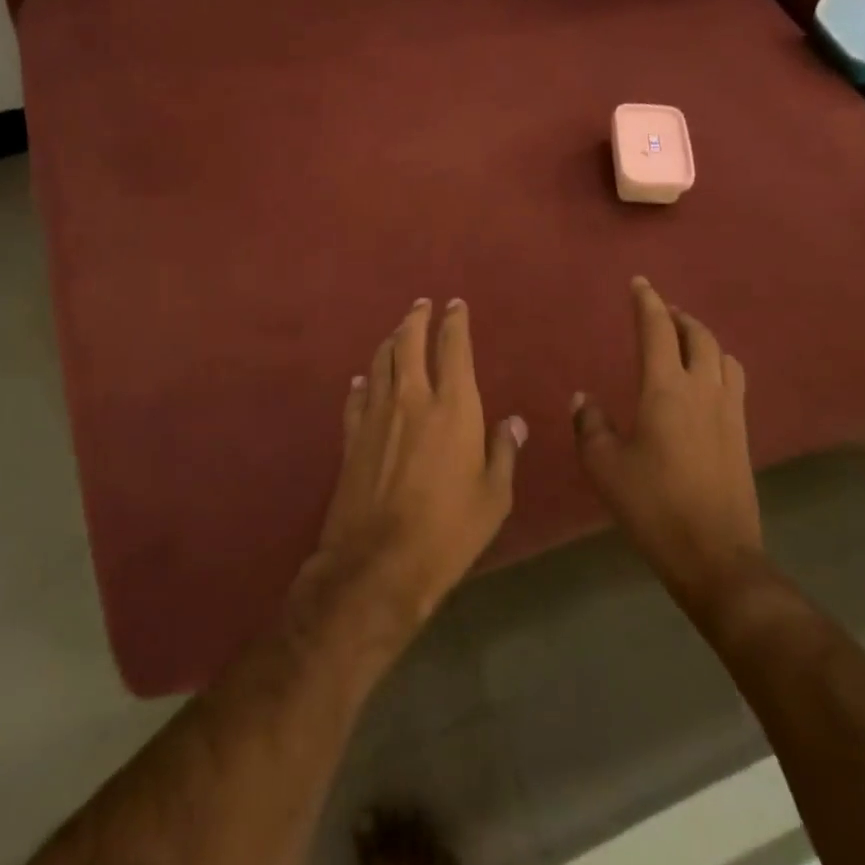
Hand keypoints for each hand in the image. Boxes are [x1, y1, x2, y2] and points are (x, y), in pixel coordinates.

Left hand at [313, 298, 524, 629]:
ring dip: (390, 341)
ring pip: (381, 363)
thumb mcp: (494, 496)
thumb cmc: (449, 530)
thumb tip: (512, 422)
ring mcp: (377, 415)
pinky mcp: (352, 437)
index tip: (456, 305)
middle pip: (409, 343)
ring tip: (397, 331)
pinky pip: (357, 397)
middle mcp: (412, 399)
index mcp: (454, 407)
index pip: (454, 348)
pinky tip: (363, 379)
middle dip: (417, 318)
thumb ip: (503, 452)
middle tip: (422, 304)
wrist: (379, 561)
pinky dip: (363, 382)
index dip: (455, 322)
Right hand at [572, 278, 760, 594]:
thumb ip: (590, 424)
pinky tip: (706, 380)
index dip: (646, 302)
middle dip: (678, 316)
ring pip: (723, 355)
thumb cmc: (652, 505)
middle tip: (660, 311)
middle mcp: (703, 389)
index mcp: (666, 389)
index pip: (657, 330)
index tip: (639, 282)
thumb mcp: (604, 465)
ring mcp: (729, 411)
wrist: (714, 553)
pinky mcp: (742, 433)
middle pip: (698, 335)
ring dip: (702, 338)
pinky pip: (734, 380)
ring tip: (685, 340)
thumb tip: (583, 399)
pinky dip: (718, 364)